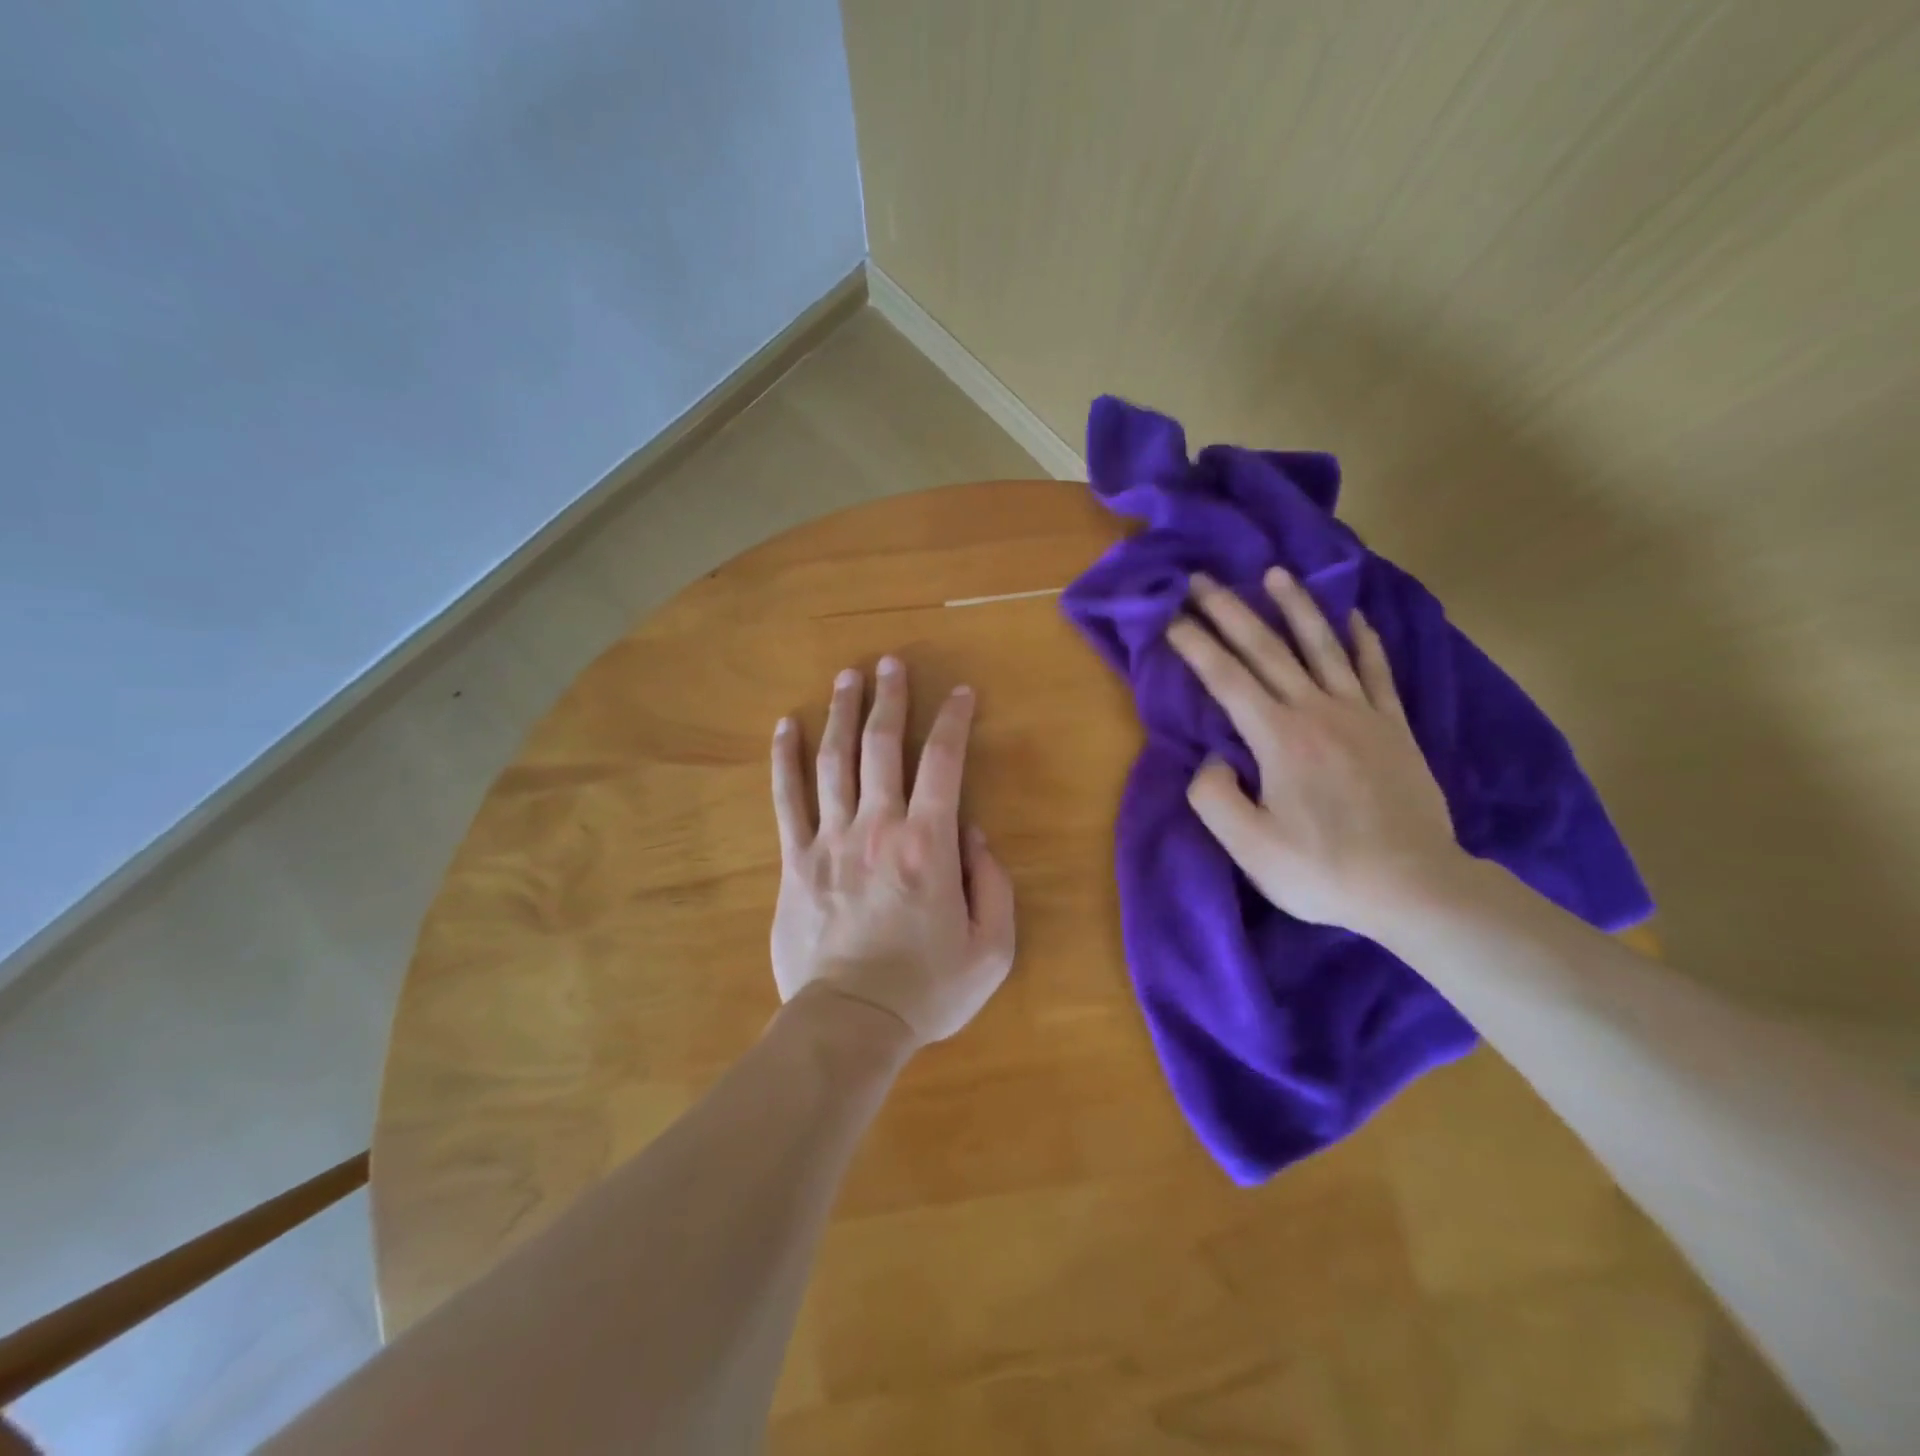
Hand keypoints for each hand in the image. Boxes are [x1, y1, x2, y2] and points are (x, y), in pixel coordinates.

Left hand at [769, 658, 1016, 1047]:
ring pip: (834, 760)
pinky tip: (784, 727)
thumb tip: (972, 832)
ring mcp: (831, 840)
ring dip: (842, 713)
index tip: (960, 692)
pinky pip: (787, 799)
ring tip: (847, 676)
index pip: (944, 762)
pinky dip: (785, 759)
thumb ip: (993, 882)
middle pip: (882, 746)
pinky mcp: (796, 861)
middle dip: (890, 698)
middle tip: (891, 662)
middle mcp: (879, 827)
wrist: (851, 1022)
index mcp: (929, 845)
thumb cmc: (928, 989)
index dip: (953, 720)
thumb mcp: (992, 947)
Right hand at [1165, 569, 1466, 934]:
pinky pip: (1376, 671)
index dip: (1195, 644)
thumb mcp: (1249, 847)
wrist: (1415, 887)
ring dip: (1296, 606)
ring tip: (1276, 572)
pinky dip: (1364, 639)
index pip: (1226, 678)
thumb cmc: (1323, 870)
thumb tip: (1213, 759)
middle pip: (1267, 649)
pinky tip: (1354, 616)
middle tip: (1202, 579)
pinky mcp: (1394, 727)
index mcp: (1278, 737)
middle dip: (1230, 611)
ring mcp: (1361, 714)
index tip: (1169, 616)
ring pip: (1323, 646)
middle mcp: (1317, 711)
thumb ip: (1213, 796)